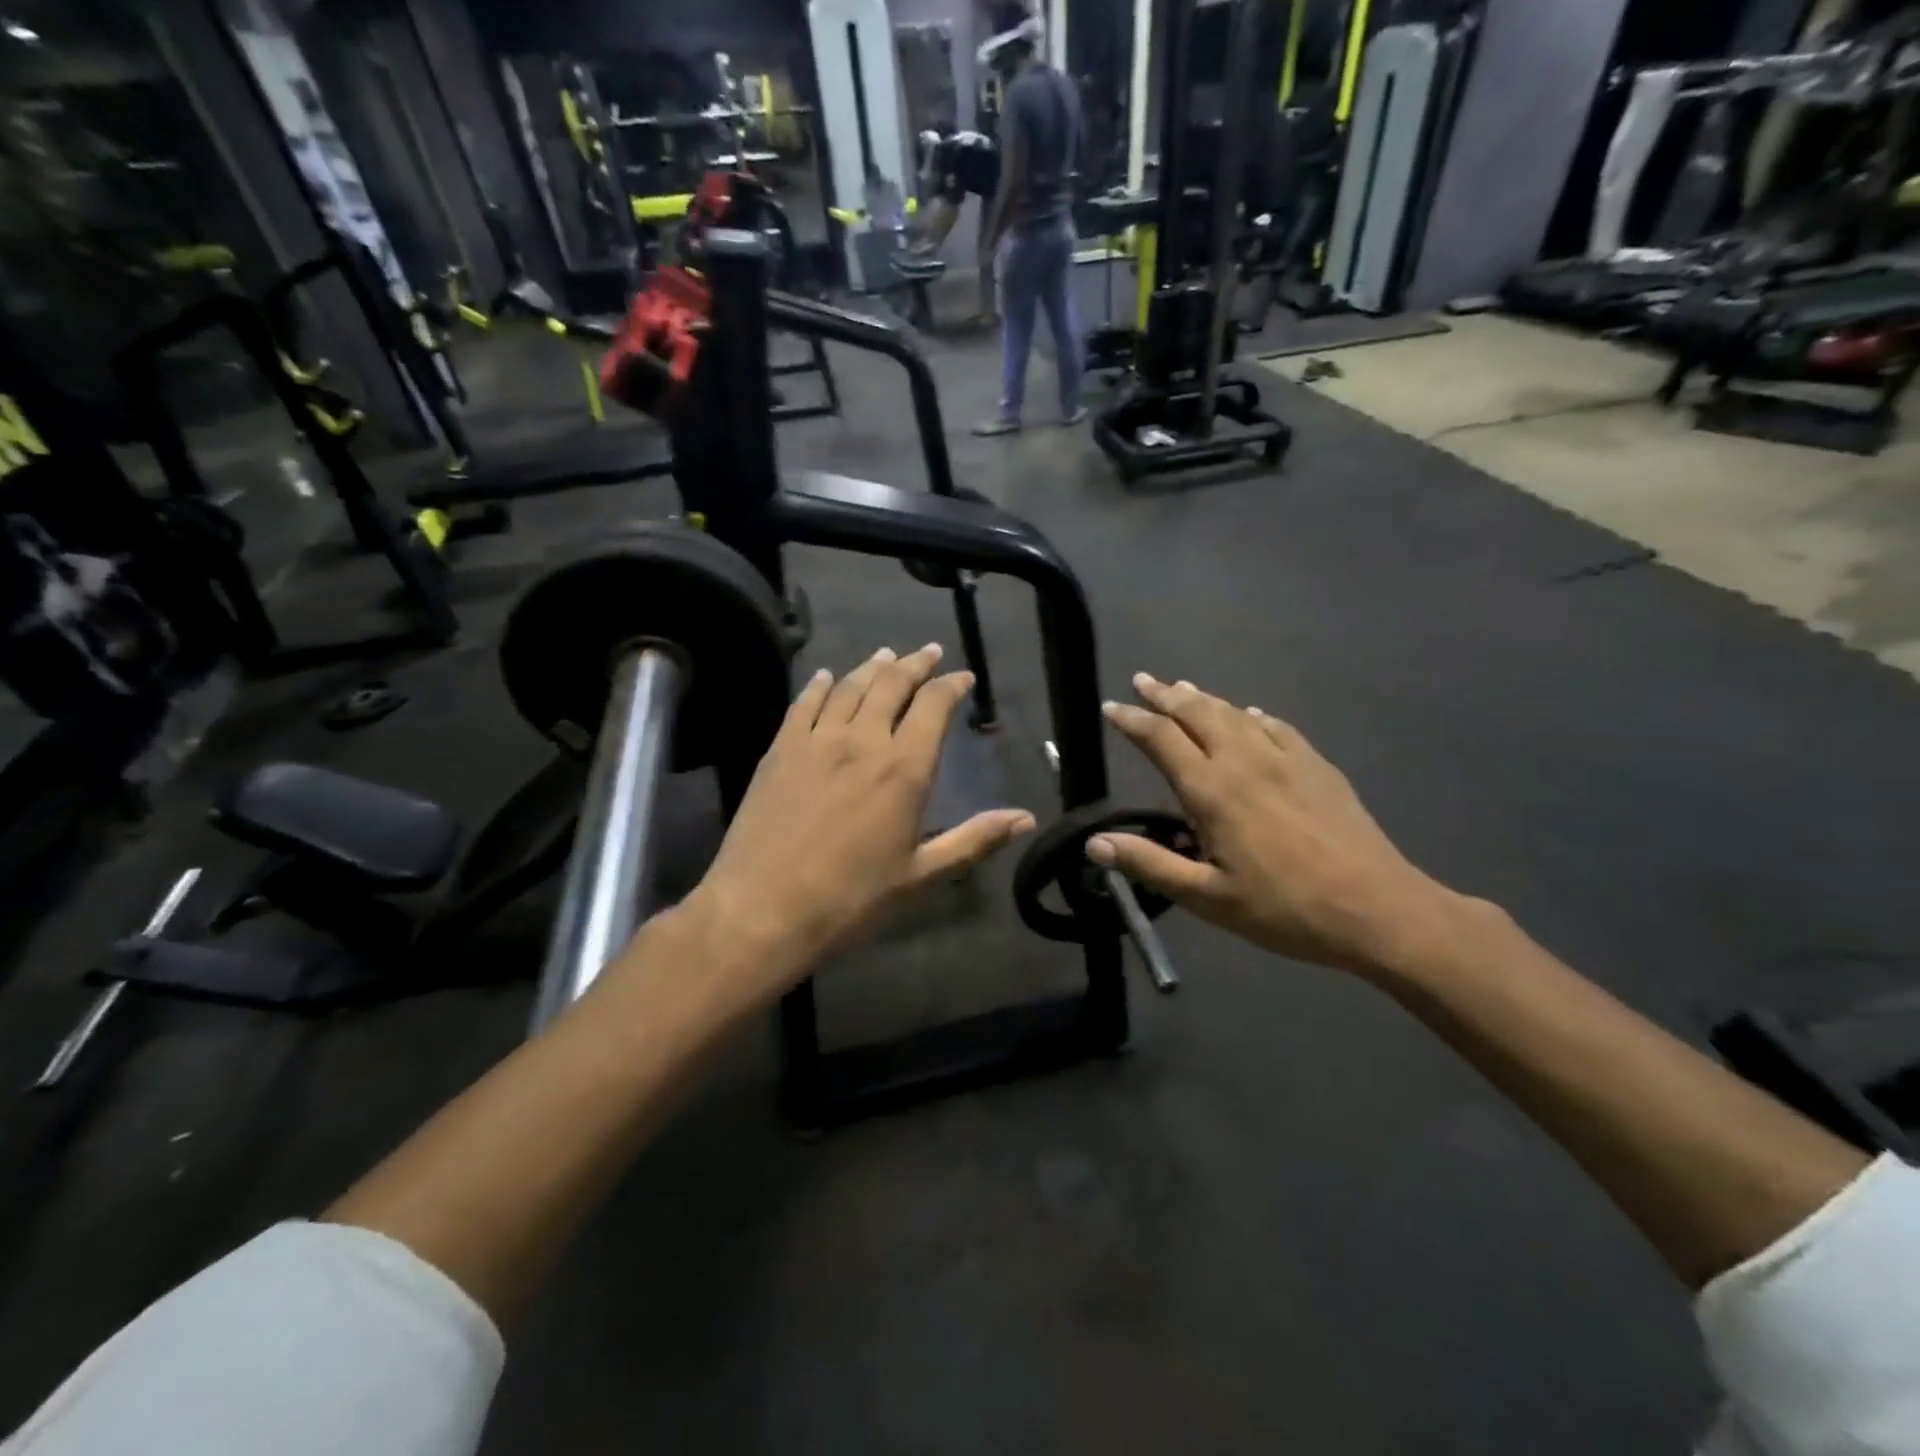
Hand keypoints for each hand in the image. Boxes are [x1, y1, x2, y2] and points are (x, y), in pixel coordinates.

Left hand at [679, 644, 1034, 998]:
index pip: (933, 705)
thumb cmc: (851, 899)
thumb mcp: (922, 876)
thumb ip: (975, 839)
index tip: (962, 676)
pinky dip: (820, 685)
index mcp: (904, 768)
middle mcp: (863, 740)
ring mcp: (817, 741)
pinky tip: (826, 676)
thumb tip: (1026, 818)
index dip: (951, 685)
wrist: (763, 910)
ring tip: (886, 654)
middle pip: (892, 684)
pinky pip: (804, 704)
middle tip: (928, 651)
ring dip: (872, 666)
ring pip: (850, 686)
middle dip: (915, 664)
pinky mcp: (780, 750)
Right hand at [1093, 674, 1463, 976]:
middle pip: (1198, 713)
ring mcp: (1287, 759)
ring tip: (1184, 688)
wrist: (1377, 909)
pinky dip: (1252, 715)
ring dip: (1204, 698)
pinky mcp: (1318, 767)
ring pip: (1235, 713)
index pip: (1161, 739)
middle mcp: (1245, 761)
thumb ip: (1150, 865)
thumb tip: (1094, 843)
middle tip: (1143, 680)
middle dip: (1165, 695)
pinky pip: (1277, 726)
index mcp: (1212, 791)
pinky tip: (1251, 715)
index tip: (1110, 707)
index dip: (1132, 719)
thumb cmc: (1285, 908)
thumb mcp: (1208, 898)